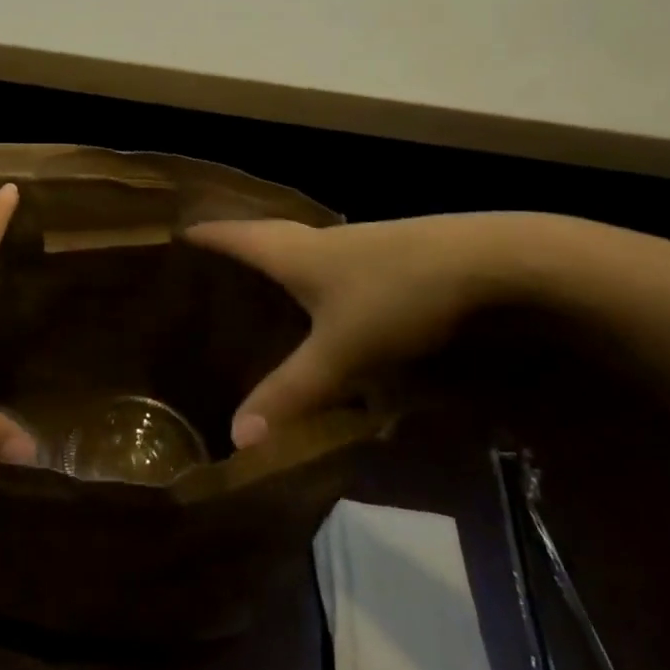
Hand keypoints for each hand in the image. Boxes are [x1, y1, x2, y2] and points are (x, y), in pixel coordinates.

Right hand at [185, 213, 543, 447]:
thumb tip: (237, 437)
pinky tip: (323, 301)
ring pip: (301, 248)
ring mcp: (360, 245)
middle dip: (233, 244)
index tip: (172, 233)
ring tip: (254, 284)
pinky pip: (332, 262)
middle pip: (264, 234)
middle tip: (204, 262)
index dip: (202, 235)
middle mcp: (321, 240)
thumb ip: (292, 393)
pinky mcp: (391, 257)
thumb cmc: (401, 297)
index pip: (233, 235)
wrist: (497, 263)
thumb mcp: (343, 353)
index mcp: (295, 253)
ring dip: (274, 259)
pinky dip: (312, 275)